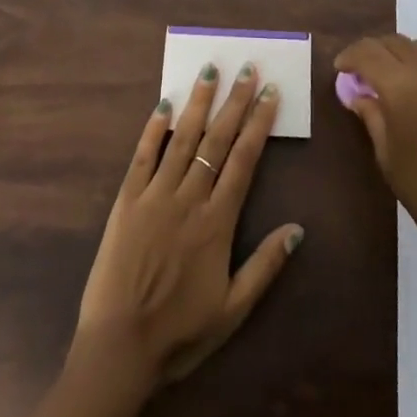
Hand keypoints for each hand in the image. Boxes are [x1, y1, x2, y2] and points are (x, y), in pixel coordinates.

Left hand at [72, 64, 303, 390]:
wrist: (119, 346)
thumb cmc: (180, 332)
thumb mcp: (233, 309)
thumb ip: (265, 266)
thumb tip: (298, 229)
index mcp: (217, 222)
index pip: (243, 161)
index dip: (258, 124)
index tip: (269, 94)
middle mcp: (189, 198)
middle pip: (216, 141)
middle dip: (234, 102)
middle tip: (247, 69)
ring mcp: (155, 195)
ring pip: (182, 139)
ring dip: (198, 103)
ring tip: (211, 70)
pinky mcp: (127, 200)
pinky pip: (143, 156)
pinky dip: (154, 128)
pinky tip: (165, 104)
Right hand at [335, 34, 416, 267]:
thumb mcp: (388, 157)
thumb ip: (372, 116)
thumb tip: (358, 94)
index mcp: (402, 87)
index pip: (368, 53)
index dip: (350, 56)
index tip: (340, 69)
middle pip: (395, 42)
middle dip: (373, 51)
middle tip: (361, 72)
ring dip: (401, 55)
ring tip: (391, 80)